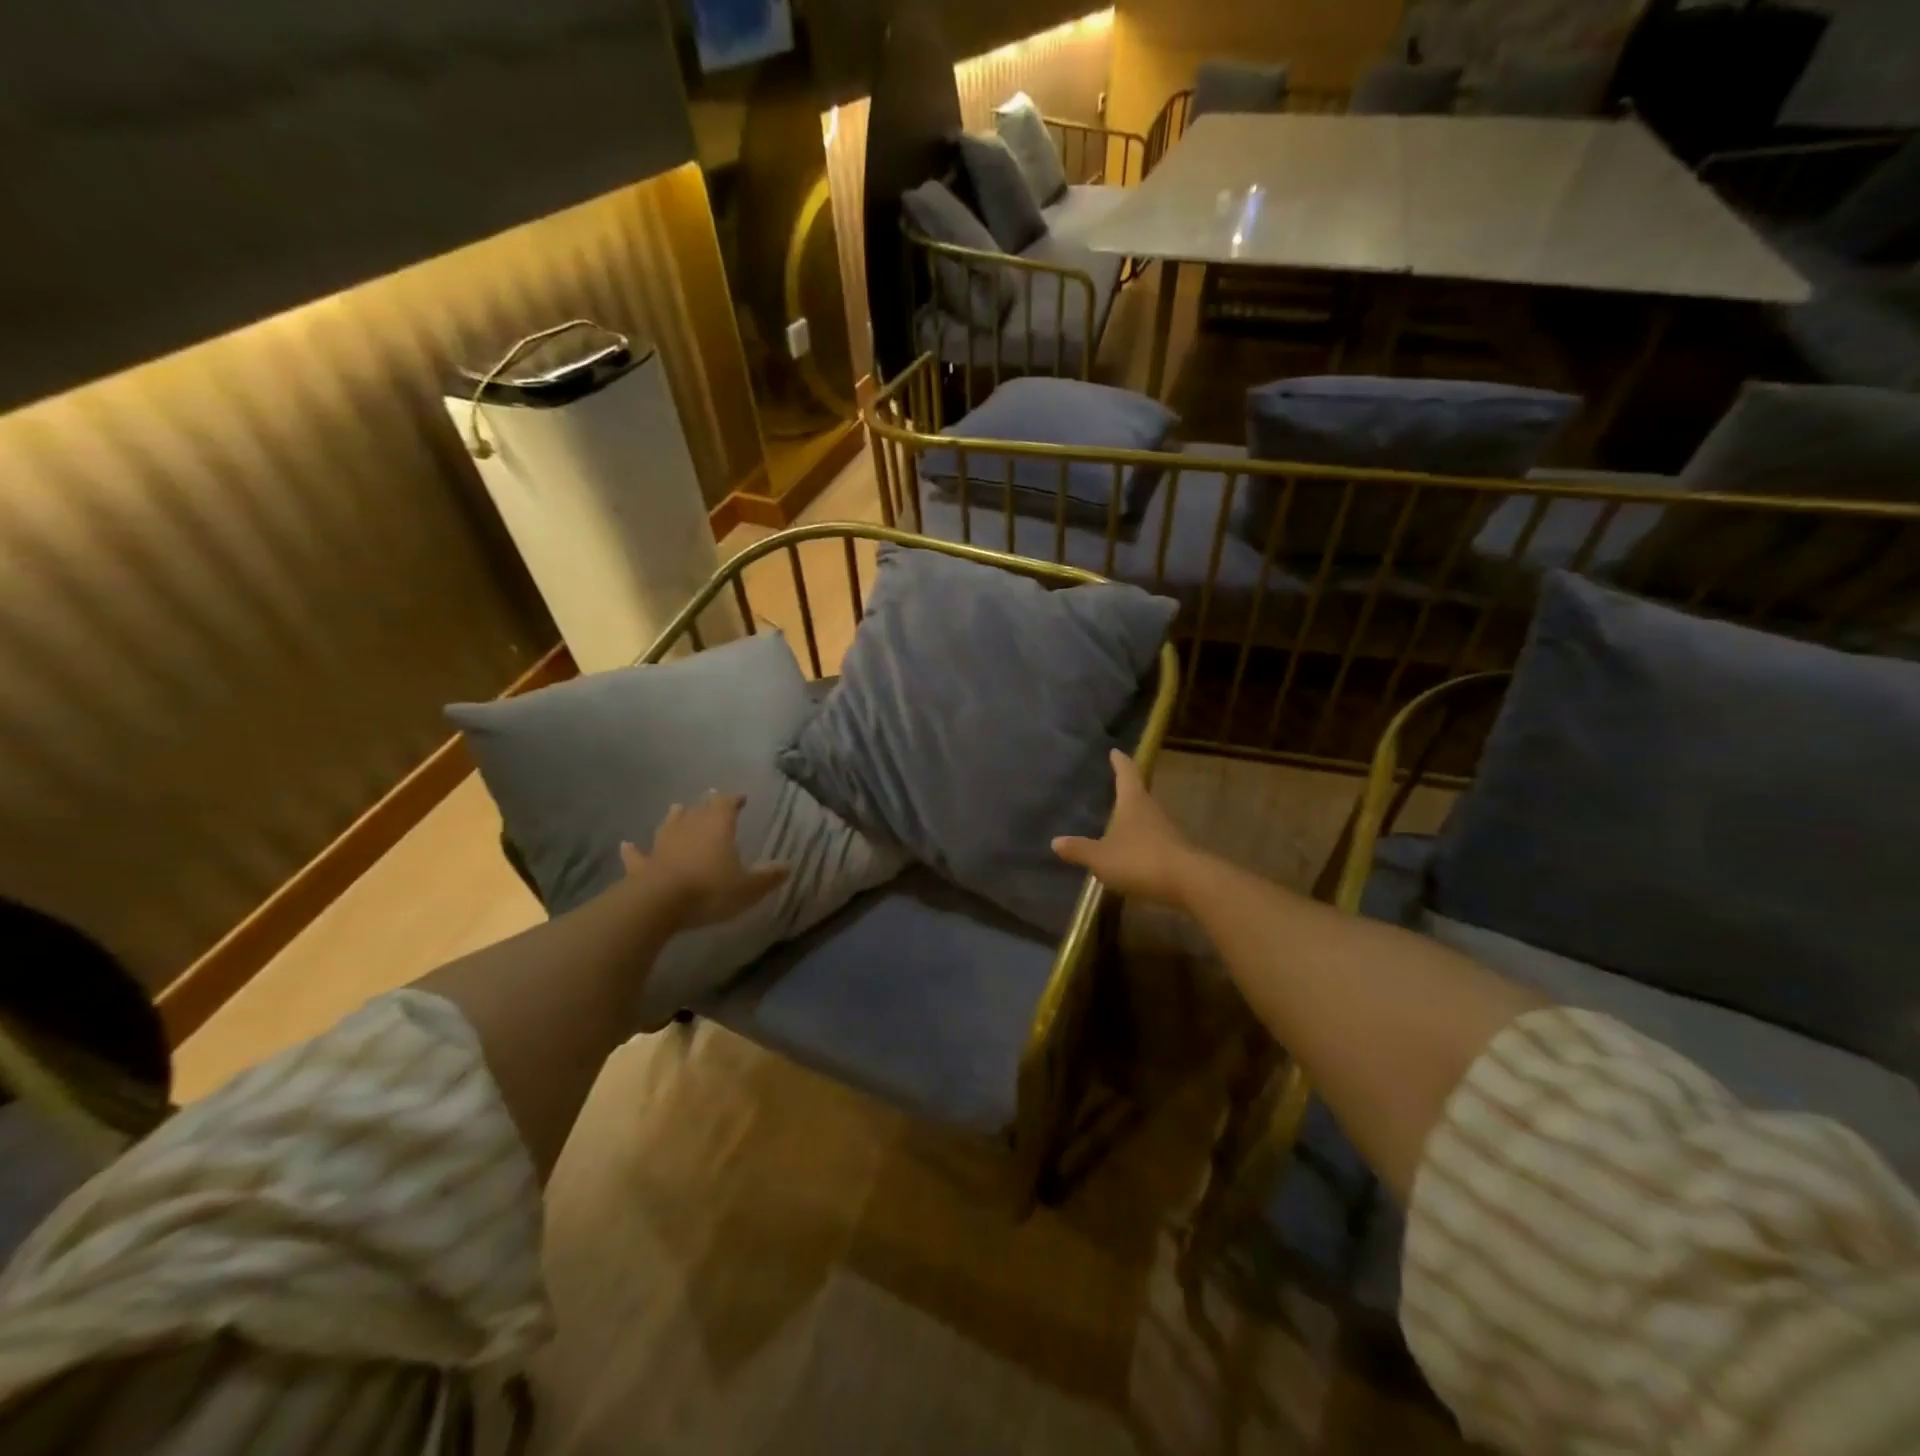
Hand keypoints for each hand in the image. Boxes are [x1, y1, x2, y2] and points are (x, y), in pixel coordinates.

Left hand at [621, 793, 788, 928]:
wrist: (658, 904)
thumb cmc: (710, 890)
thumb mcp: (748, 888)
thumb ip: (767, 877)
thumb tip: (787, 866)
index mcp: (717, 827)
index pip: (726, 804)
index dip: (733, 799)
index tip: (740, 798)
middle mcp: (689, 828)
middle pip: (698, 810)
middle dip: (707, 805)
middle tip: (711, 799)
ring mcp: (662, 844)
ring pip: (669, 824)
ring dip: (674, 817)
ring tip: (676, 809)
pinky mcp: (643, 865)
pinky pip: (638, 854)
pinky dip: (633, 850)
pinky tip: (627, 845)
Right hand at [1052, 750, 1201, 907]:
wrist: (1189, 882)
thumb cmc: (1140, 860)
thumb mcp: (1101, 857)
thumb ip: (1079, 849)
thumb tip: (1055, 841)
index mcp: (1133, 802)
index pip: (1126, 773)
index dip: (1120, 762)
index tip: (1115, 751)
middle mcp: (1152, 810)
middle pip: (1138, 793)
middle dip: (1127, 789)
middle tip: (1113, 785)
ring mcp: (1167, 831)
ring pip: (1147, 817)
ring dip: (1134, 817)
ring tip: (1118, 820)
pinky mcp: (1175, 851)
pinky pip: (1153, 840)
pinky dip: (1141, 841)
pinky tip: (1131, 852)